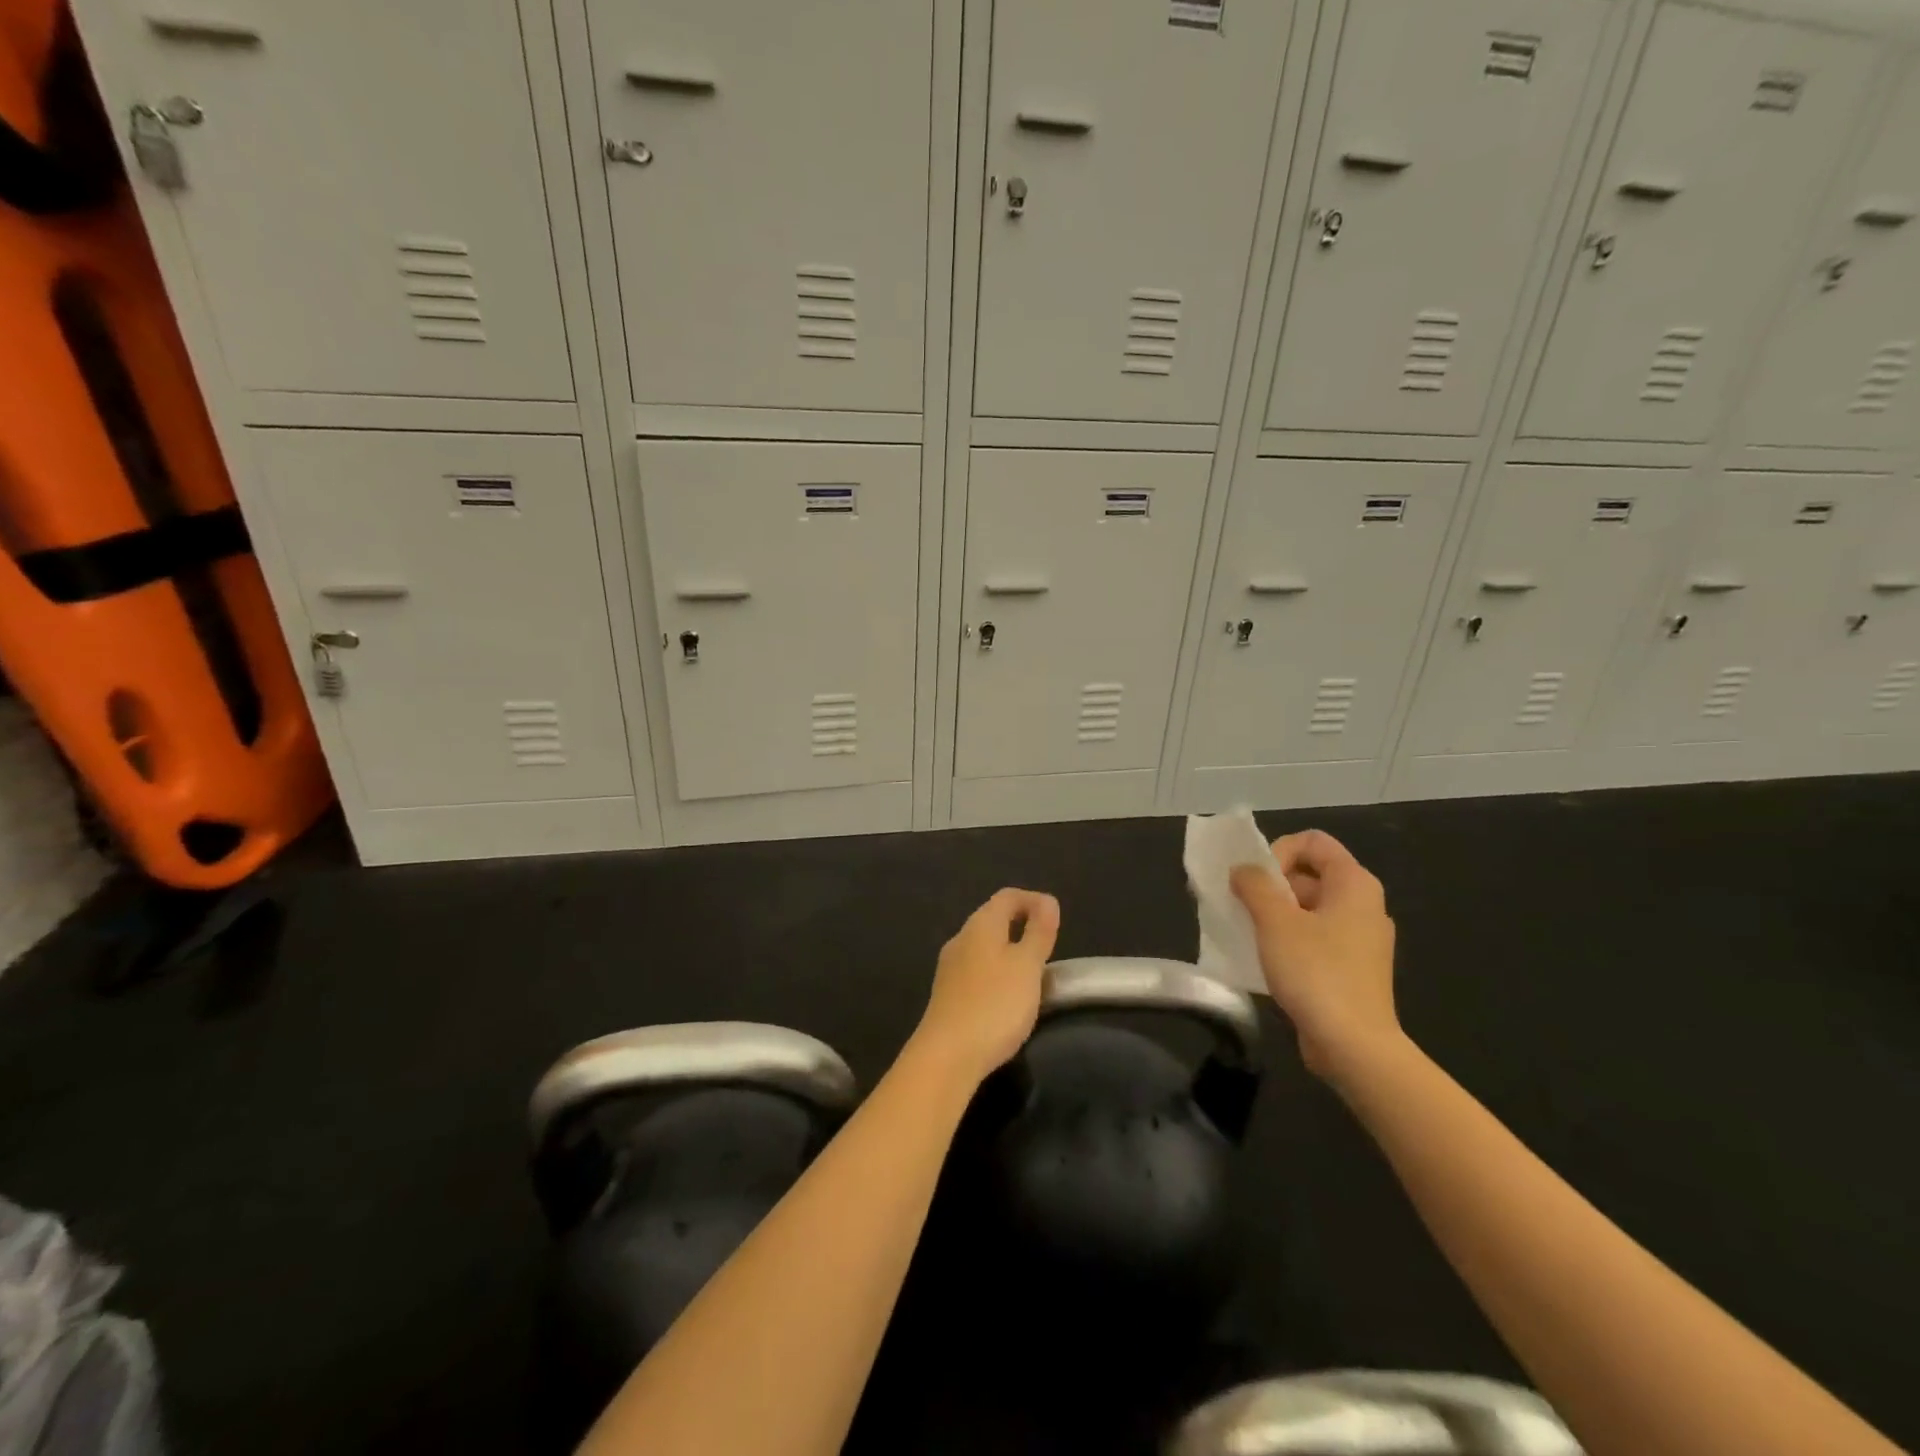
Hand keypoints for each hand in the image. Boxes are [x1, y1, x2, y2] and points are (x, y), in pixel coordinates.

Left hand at [912, 888, 1060, 1086]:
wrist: (947, 1056)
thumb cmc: (995, 1004)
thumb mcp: (1028, 966)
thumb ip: (1039, 932)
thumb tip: (1047, 901)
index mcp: (981, 925)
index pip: (1007, 897)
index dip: (1033, 900)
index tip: (1055, 918)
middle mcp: (961, 939)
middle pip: (993, 919)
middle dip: (1021, 925)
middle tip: (1048, 946)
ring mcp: (950, 968)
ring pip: (984, 947)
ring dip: (1009, 952)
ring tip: (1033, 973)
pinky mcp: (947, 994)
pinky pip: (977, 971)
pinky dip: (997, 973)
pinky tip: (1008, 997)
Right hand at [1231, 830, 1399, 1083]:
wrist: (1354, 1046)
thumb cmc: (1316, 973)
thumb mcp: (1275, 921)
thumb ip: (1254, 885)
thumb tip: (1243, 870)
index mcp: (1354, 884)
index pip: (1313, 842)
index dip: (1279, 851)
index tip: (1258, 881)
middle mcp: (1364, 905)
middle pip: (1309, 873)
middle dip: (1271, 885)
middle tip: (1242, 907)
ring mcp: (1361, 939)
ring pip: (1309, 908)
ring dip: (1274, 913)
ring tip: (1247, 933)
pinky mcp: (1352, 968)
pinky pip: (1315, 937)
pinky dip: (1288, 939)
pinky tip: (1265, 959)